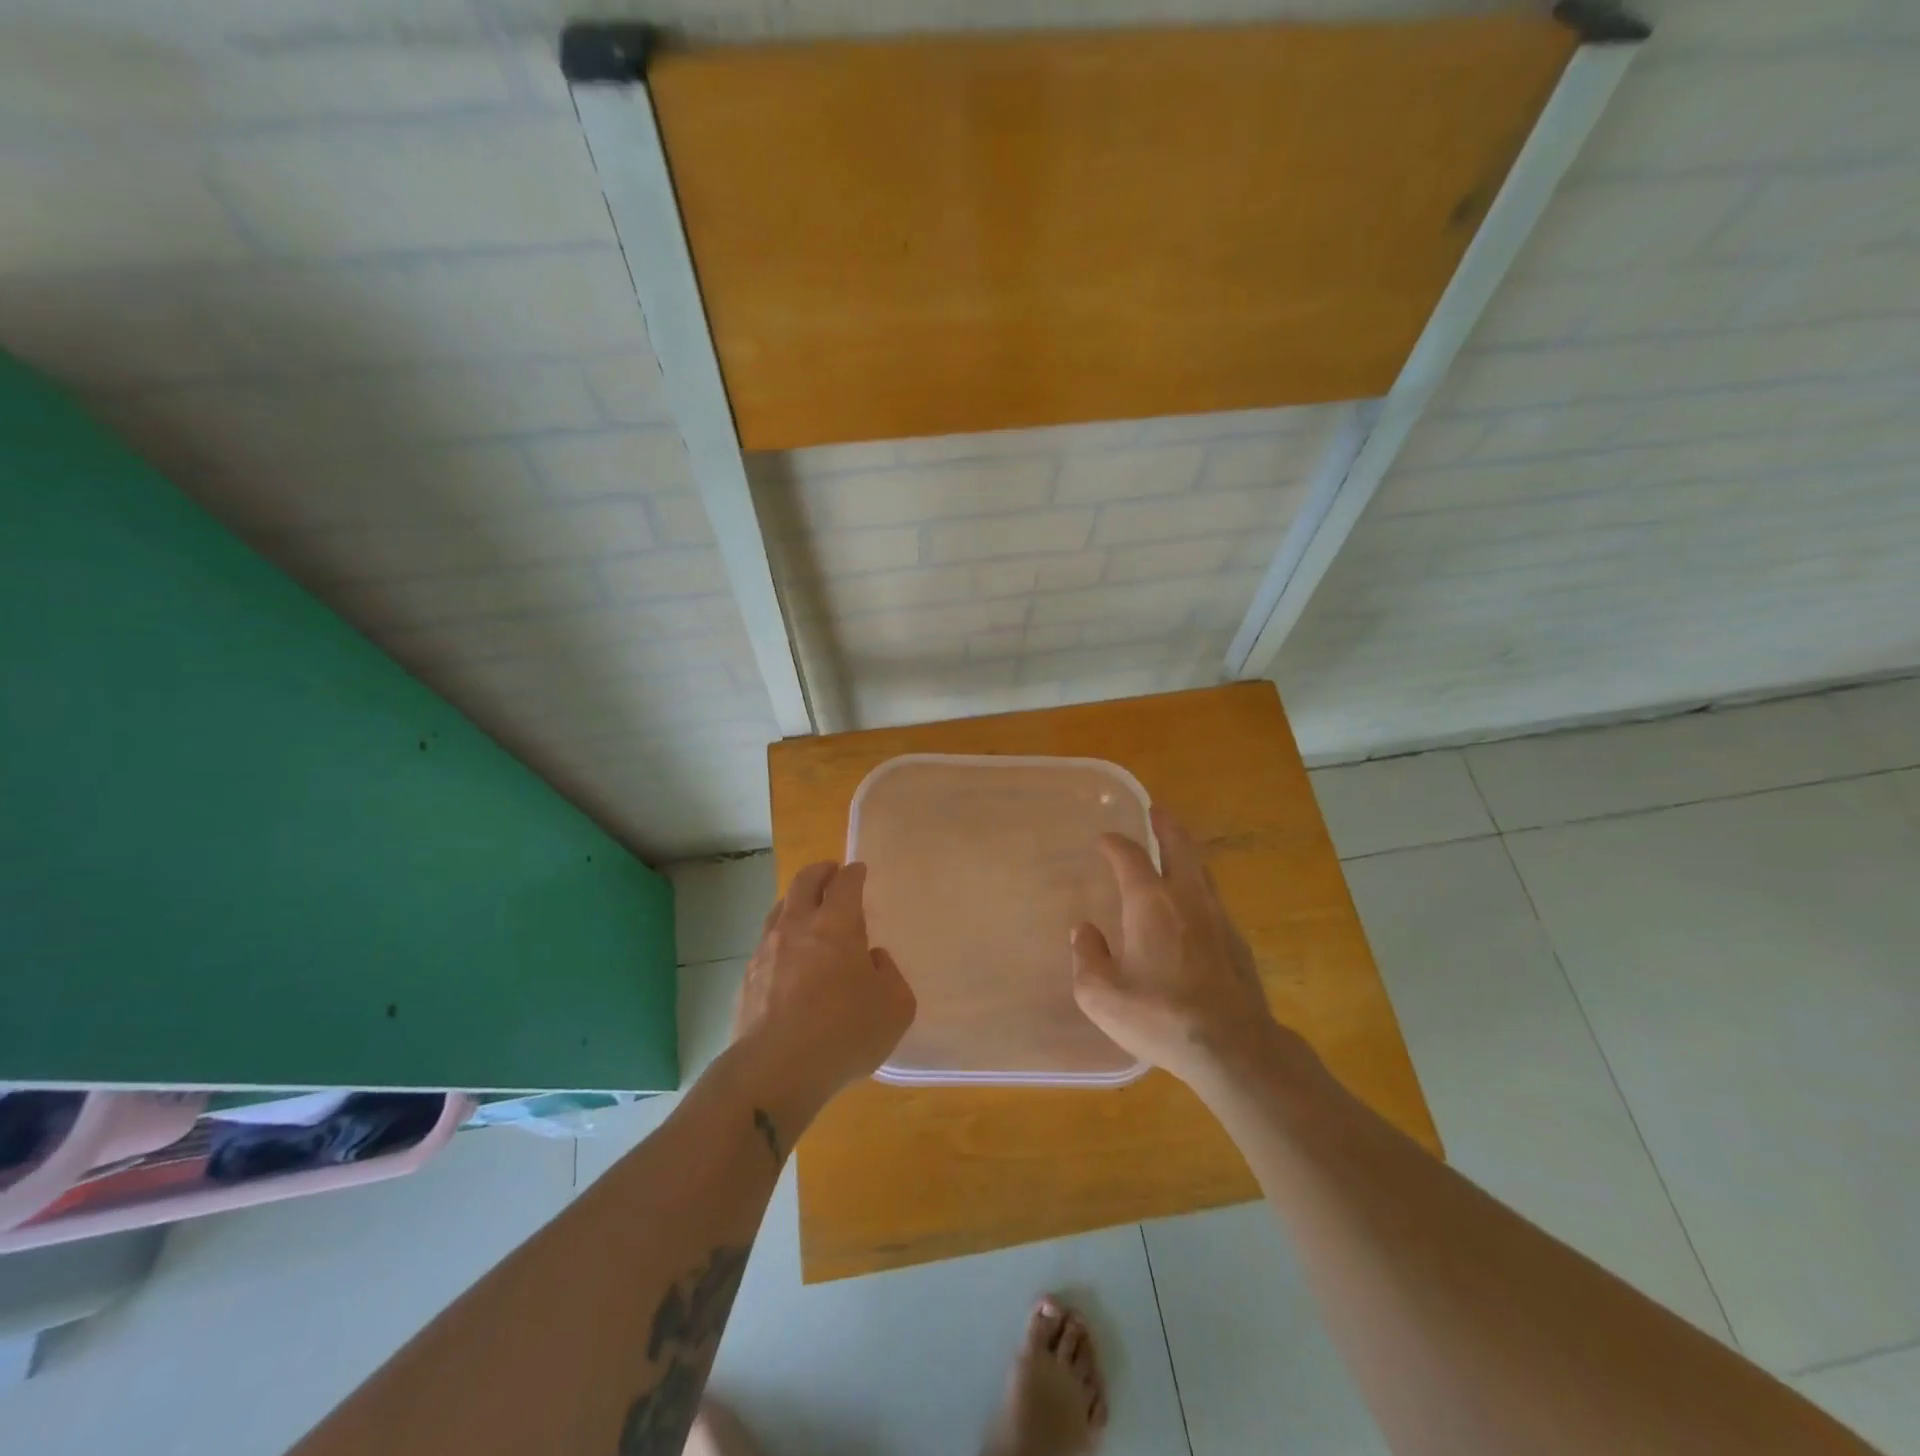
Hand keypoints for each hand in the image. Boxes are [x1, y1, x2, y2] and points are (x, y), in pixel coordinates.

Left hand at [733, 861, 915, 1111]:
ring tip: (806, 911)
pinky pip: (766, 944)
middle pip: (804, 882)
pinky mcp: (748, 978)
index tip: (858, 871)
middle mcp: (797, 926)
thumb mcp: (895, 1007)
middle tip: (830, 873)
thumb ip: (890, 975)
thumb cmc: (844, 1032)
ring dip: (795, 902)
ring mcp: (766, 950)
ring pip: (779, 909)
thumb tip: (872, 960)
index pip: (845, 883)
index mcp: (836, 924)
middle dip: (820, 872)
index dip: (854, 873)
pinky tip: (788, 958)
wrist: (774, 1070)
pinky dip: (781, 938)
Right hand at [1070, 808, 1304, 1088]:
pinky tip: (1193, 908)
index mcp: (1150, 902)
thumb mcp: (1101, 995)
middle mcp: (1187, 899)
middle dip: (1166, 826)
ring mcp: (1218, 919)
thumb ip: (1087, 957)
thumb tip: (1084, 931)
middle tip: (1158, 811)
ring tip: (1176, 852)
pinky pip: (1214, 901)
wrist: (1232, 1046)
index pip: (1129, 857)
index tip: (1104, 840)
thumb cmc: (1159, 1016)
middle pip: (1180, 847)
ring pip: (1202, 872)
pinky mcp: (1238, 943)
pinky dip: (1199, 889)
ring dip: (1186, 855)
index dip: (1114, 844)